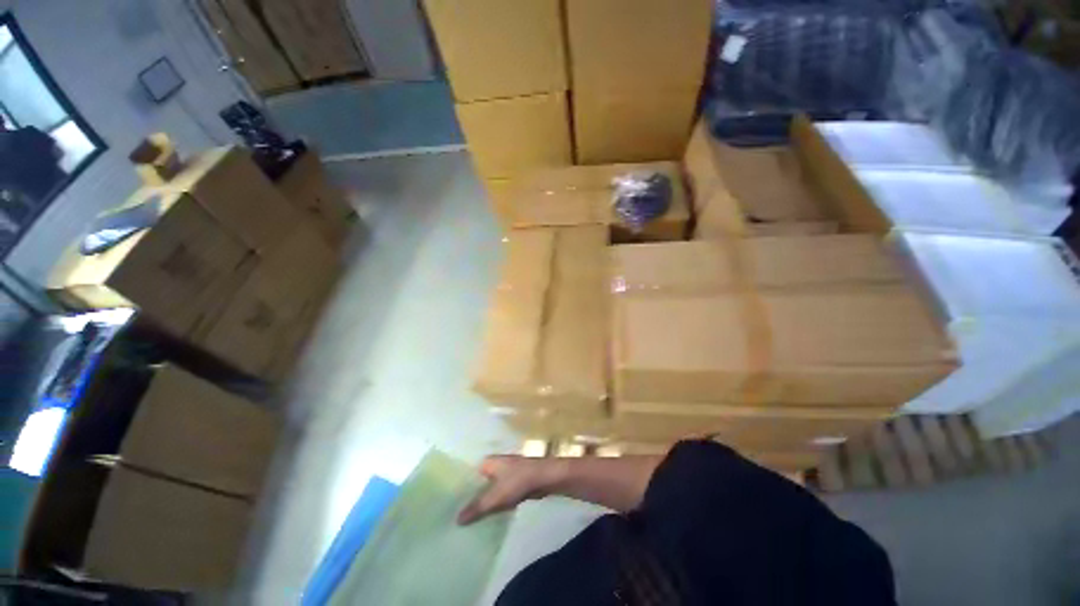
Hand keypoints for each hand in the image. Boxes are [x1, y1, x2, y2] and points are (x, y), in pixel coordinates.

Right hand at [457, 456, 563, 525]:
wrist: (544, 478)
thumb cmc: (518, 481)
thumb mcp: (495, 497)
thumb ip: (476, 508)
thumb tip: (456, 520)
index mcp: (487, 462)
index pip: (467, 476)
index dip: (458, 490)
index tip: (446, 507)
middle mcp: (494, 466)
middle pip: (477, 484)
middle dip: (469, 499)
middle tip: (453, 518)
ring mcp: (504, 474)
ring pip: (488, 491)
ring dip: (481, 503)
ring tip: (465, 522)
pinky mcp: (513, 483)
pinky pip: (498, 495)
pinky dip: (492, 505)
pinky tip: (484, 519)